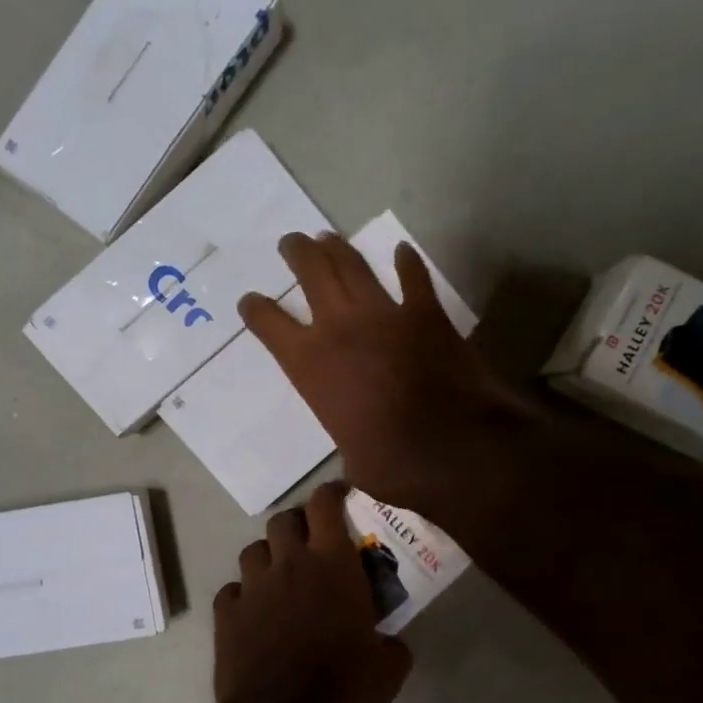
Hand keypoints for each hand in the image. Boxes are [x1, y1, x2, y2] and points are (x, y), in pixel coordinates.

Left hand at [213, 484, 412, 702]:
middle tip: (313, 545)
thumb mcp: (388, 668)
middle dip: (298, 525)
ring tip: (281, 579)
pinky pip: (232, 590)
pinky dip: (245, 595)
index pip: (325, 504)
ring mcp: (252, 588)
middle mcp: (288, 565)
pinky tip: (255, 615)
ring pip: (253, 550)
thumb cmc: (344, 691)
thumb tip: (389, 642)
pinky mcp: (225, 616)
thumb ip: (391, 643)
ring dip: (269, 557)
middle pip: (284, 520)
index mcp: (332, 565)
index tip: (340, 497)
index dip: (331, 493)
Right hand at [237, 233, 534, 514]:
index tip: (250, 301)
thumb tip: (357, 454)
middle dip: (297, 253)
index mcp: (310, 365)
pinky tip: (401, 252)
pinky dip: (407, 263)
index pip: (269, 325)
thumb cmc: (391, 463)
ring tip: (326, 238)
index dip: (256, 310)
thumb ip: (347, 440)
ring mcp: (385, 314)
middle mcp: (340, 328)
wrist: (452, 447)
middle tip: (291, 242)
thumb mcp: (350, 458)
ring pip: (353, 266)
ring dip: (337, 248)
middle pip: (311, 273)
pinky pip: (413, 278)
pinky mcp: (426, 313)